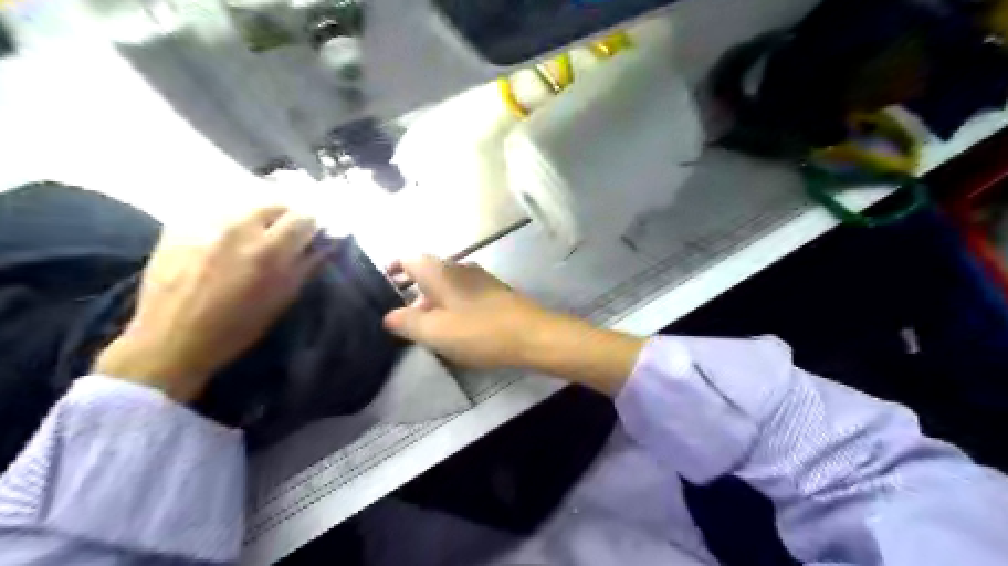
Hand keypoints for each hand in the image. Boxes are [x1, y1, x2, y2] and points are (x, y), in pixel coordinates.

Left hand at [94, 208, 322, 402]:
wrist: (168, 340)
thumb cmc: (236, 328)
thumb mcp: (281, 300)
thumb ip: (306, 266)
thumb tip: (326, 244)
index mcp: (268, 250)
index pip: (304, 218)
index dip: (312, 227)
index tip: (311, 237)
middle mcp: (239, 228)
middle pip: (275, 204)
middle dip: (286, 217)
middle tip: (284, 236)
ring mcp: (205, 224)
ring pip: (244, 205)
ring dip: (256, 218)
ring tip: (253, 238)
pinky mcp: (178, 226)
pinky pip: (214, 212)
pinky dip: (227, 221)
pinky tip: (222, 241)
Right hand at [382, 257, 640, 393]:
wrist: (533, 335)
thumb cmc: (480, 331)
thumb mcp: (436, 332)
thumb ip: (407, 323)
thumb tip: (388, 316)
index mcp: (441, 271)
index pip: (409, 258)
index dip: (392, 269)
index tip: (383, 286)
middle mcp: (459, 267)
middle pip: (427, 273)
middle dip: (411, 293)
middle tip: (402, 319)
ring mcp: (480, 278)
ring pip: (446, 285)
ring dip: (433, 302)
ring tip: (427, 329)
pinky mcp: (494, 292)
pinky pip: (463, 294)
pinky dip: (451, 306)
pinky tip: (455, 328)